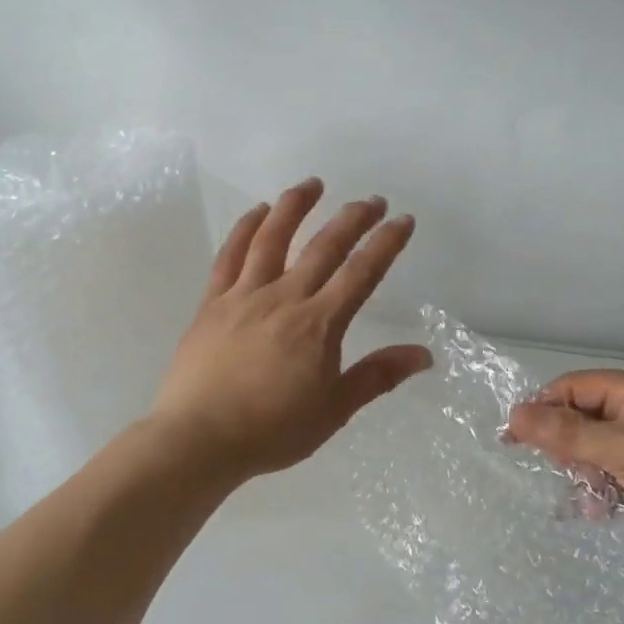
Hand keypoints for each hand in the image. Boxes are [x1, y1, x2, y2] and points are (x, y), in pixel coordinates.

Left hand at [149, 179, 431, 482]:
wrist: (199, 439)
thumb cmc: (271, 430)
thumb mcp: (334, 409)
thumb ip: (377, 376)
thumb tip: (424, 354)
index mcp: (319, 324)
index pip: (361, 273)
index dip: (385, 243)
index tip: (402, 221)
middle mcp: (285, 298)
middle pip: (323, 246)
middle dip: (352, 218)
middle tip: (372, 199)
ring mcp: (244, 295)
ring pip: (273, 238)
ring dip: (295, 206)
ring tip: (312, 184)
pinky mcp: (213, 302)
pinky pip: (230, 255)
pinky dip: (245, 229)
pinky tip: (257, 212)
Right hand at [506, 371, 623, 587]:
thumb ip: (569, 434)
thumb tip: (515, 414)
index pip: (576, 388)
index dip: (543, 408)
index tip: (514, 437)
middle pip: (586, 420)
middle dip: (565, 445)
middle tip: (556, 470)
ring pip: (600, 453)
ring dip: (584, 473)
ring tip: (581, 498)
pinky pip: (619, 480)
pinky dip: (605, 493)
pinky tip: (598, 512)